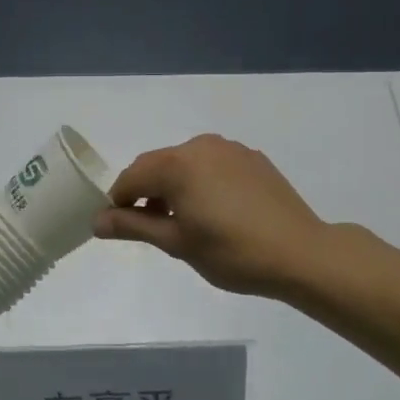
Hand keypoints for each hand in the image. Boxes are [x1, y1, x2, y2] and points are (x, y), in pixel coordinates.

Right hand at [94, 134, 332, 299]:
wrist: (301, 253)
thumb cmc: (232, 252)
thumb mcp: (176, 243)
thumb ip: (133, 226)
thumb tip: (97, 221)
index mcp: (177, 164)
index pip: (131, 177)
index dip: (118, 201)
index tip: (118, 227)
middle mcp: (200, 146)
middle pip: (157, 165)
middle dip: (145, 192)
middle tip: (150, 227)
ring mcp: (229, 149)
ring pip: (185, 163)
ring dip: (173, 186)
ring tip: (183, 221)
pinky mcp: (252, 158)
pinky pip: (212, 164)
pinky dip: (201, 182)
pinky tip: (215, 211)